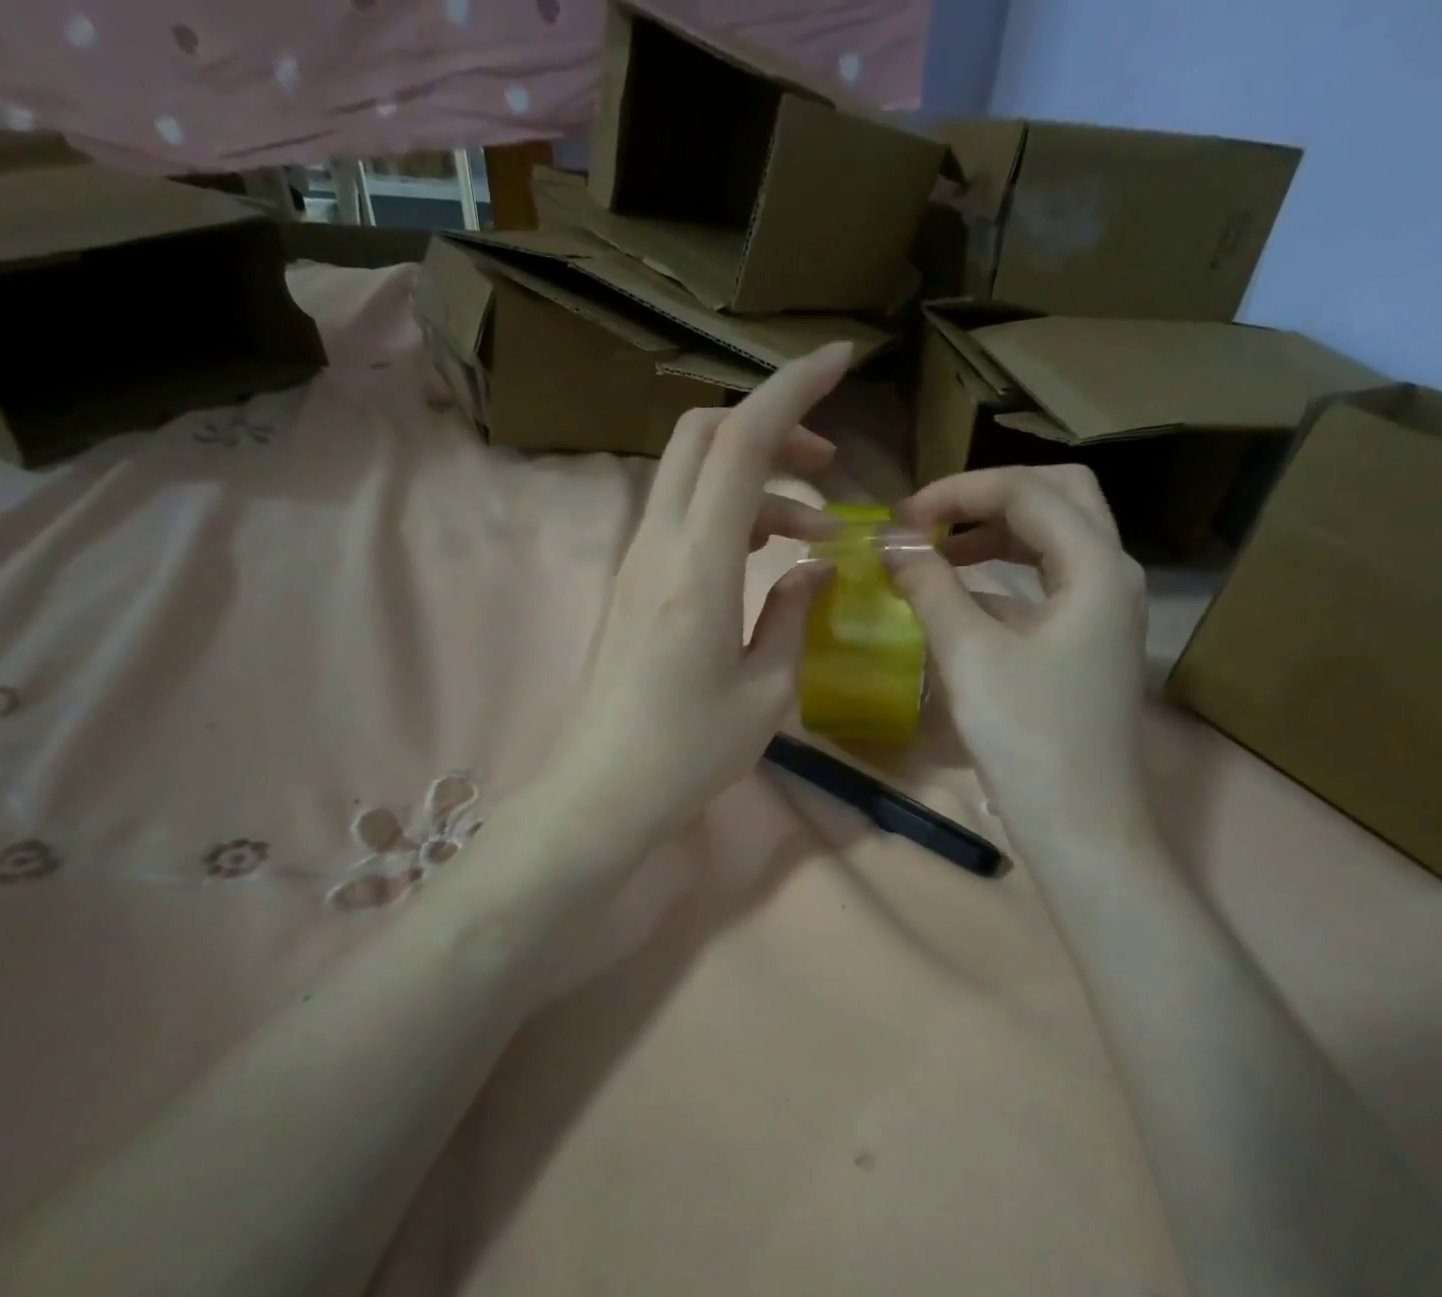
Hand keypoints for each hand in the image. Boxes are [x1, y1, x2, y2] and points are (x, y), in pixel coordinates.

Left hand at [538, 343, 852, 847]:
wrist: (601, 791)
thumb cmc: (688, 752)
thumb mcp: (767, 691)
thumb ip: (794, 615)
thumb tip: (812, 568)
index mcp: (699, 567)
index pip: (740, 442)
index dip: (791, 389)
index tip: (840, 361)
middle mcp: (658, 545)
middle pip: (703, 435)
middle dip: (771, 426)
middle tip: (826, 467)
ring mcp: (636, 561)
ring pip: (693, 476)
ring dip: (756, 480)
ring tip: (812, 531)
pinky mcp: (630, 583)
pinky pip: (682, 517)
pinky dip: (730, 514)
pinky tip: (766, 559)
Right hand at [888, 465, 1154, 847]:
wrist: (1076, 822)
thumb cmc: (1027, 735)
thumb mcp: (970, 654)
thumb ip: (930, 586)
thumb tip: (891, 544)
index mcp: (1096, 566)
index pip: (1027, 492)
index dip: (958, 492)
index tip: (900, 518)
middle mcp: (1111, 575)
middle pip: (1058, 497)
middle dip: (990, 496)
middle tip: (932, 518)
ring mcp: (1103, 611)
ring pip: (1054, 541)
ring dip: (996, 534)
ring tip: (937, 550)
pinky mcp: (1085, 643)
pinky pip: (1046, 586)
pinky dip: (1003, 577)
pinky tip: (959, 597)